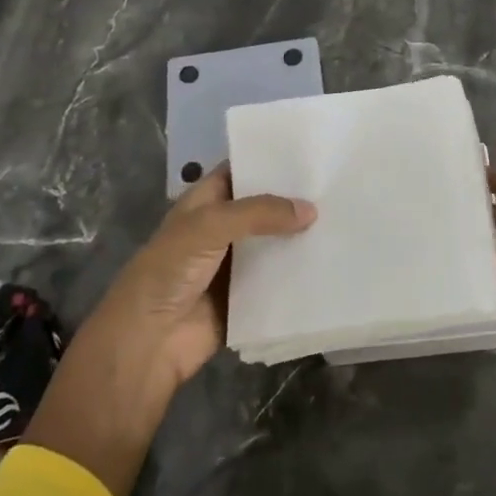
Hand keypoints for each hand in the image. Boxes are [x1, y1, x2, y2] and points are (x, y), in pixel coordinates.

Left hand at [23, 165, 314, 495]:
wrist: (148, 342)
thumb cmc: (169, 271)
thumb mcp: (210, 226)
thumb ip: (259, 213)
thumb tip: (311, 210)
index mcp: (205, 203)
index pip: (240, 171)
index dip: (269, 161)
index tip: (311, 152)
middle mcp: (221, 229)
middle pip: (263, 208)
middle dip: (293, 200)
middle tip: (338, 185)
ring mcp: (234, 265)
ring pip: (274, 244)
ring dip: (300, 237)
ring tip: (346, 219)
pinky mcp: (247, 298)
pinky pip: (278, 280)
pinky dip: (299, 273)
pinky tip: (333, 261)